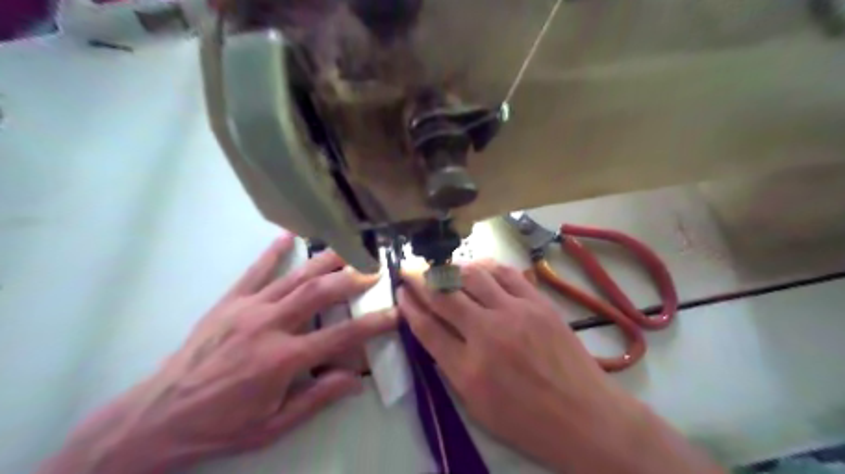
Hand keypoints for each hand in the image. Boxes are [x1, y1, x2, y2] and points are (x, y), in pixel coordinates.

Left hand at [44, 233, 400, 473]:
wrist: (157, 418)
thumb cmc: (222, 425)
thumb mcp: (275, 424)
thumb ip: (318, 398)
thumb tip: (357, 379)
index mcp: (283, 359)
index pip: (341, 335)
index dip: (374, 324)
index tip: (396, 312)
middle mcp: (269, 326)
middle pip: (320, 293)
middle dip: (352, 279)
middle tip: (374, 270)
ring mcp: (248, 309)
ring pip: (295, 277)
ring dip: (326, 261)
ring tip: (349, 248)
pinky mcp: (229, 302)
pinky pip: (255, 271)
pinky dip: (273, 252)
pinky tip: (288, 236)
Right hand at [397, 262, 717, 473]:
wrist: (585, 418)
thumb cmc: (528, 422)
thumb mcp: (477, 408)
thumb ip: (451, 369)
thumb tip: (436, 337)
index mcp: (468, 369)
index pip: (426, 327)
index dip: (409, 306)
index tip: (401, 292)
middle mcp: (487, 333)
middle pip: (444, 295)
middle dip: (421, 279)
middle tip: (410, 270)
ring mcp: (515, 313)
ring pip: (473, 276)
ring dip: (451, 269)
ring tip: (442, 269)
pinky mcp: (538, 303)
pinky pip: (507, 274)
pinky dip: (487, 267)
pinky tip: (478, 268)